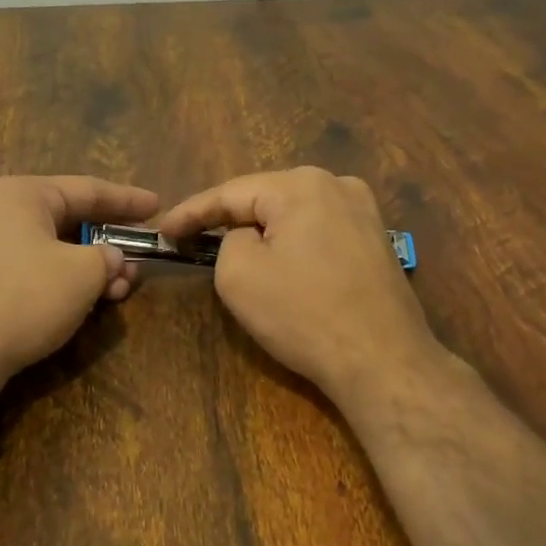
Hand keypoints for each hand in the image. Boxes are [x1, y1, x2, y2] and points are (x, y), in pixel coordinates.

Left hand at [0, 175, 158, 391]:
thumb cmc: (26, 298)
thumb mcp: (83, 273)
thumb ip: (108, 257)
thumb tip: (110, 259)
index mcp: (23, 194)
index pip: (88, 189)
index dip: (128, 199)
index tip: (157, 206)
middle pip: (68, 219)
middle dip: (109, 241)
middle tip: (139, 259)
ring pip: (51, 247)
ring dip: (89, 266)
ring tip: (118, 291)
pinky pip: (31, 267)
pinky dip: (62, 279)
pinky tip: (83, 301)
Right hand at [160, 167, 441, 410]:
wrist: (382, 360)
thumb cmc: (303, 314)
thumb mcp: (238, 274)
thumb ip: (227, 241)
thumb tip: (247, 239)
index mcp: (300, 185)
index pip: (229, 193)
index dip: (190, 213)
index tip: (163, 232)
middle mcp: (337, 185)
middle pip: (265, 198)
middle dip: (228, 218)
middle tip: (192, 238)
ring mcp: (364, 212)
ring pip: (293, 214)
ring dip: (262, 231)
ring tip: (230, 249)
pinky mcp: (376, 241)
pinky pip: (318, 232)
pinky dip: (292, 243)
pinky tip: (281, 263)